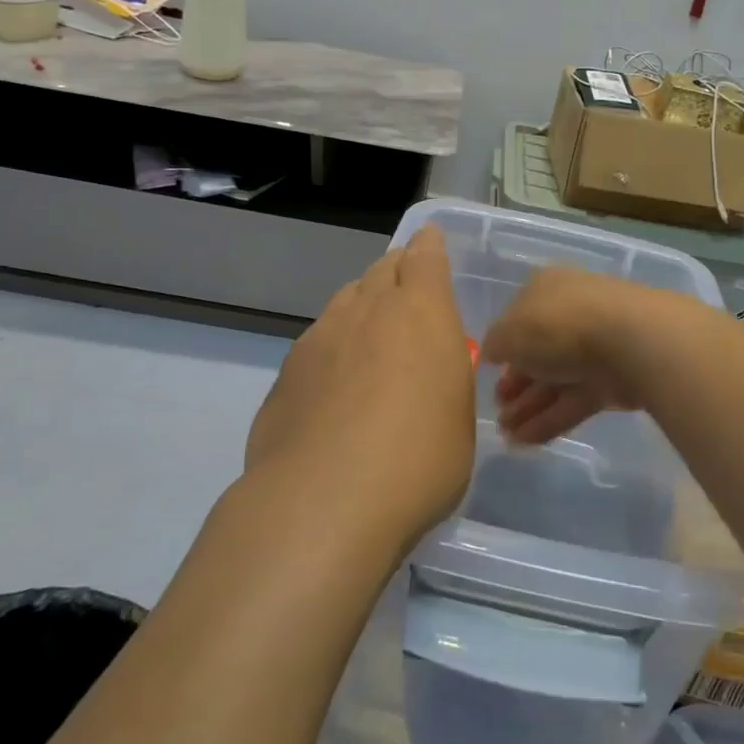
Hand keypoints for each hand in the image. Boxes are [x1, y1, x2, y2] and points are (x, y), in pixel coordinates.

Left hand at [244, 225, 475, 553]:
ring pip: (345, 302)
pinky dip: (332, 349)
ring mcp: (320, 338)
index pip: (424, 257)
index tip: (429, 242)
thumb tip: (426, 374)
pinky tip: (335, 384)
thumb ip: (443, 379)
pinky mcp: (286, 373)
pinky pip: (317, 343)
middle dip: (396, 272)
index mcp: (420, 312)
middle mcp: (367, 310)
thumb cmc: (418, 459)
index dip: (428, 246)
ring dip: (362, 306)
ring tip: (371, 334)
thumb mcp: (457, 418)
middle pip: (381, 271)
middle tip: (406, 289)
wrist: (324, 501)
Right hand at [484, 268, 662, 445]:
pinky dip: (550, 420)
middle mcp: (571, 313)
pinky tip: (525, 442)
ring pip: (556, 380)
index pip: (519, 316)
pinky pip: (574, 401)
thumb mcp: (510, 331)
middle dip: (516, 383)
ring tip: (505, 436)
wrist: (630, 342)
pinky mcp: (612, 382)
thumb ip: (496, 344)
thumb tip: (492, 352)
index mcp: (546, 289)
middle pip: (539, 352)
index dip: (503, 346)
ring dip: (529, 407)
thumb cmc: (559, 325)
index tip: (490, 372)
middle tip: (498, 410)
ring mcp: (595, 348)